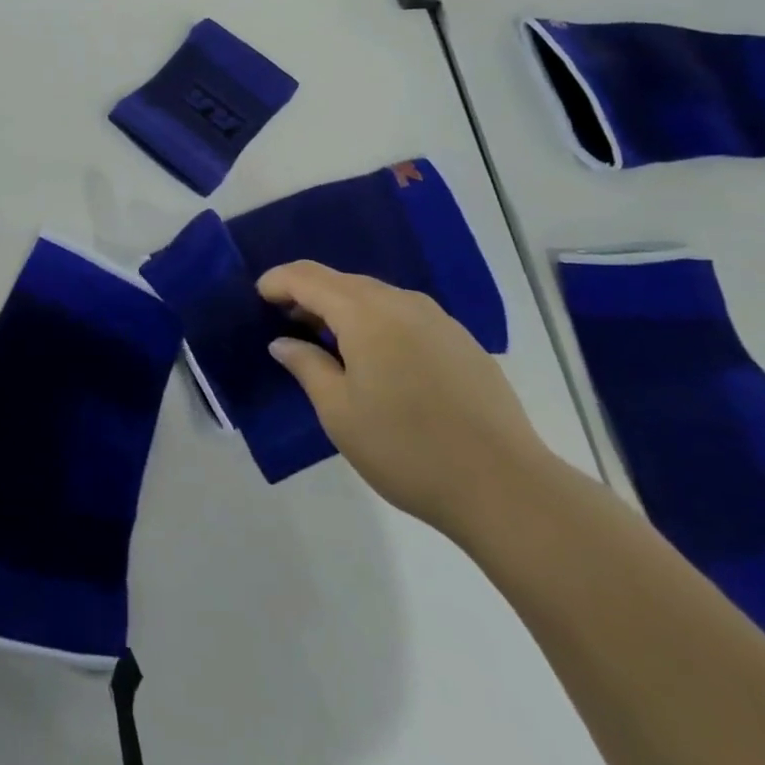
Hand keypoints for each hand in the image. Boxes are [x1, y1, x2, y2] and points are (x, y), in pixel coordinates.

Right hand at [261, 262, 553, 535]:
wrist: (506, 488)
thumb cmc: (407, 449)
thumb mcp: (339, 412)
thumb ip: (306, 366)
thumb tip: (284, 342)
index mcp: (365, 313)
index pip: (308, 277)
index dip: (278, 282)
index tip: (258, 298)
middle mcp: (401, 303)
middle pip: (342, 281)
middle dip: (309, 294)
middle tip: (288, 324)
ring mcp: (438, 320)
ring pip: (376, 296)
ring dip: (344, 308)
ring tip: (330, 343)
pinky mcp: (462, 342)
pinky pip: (405, 315)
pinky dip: (378, 322)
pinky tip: (379, 360)